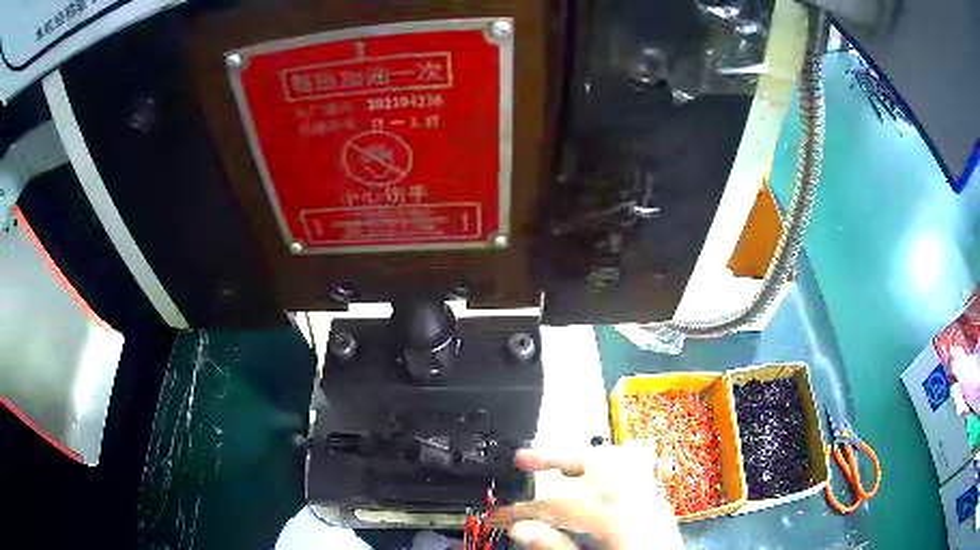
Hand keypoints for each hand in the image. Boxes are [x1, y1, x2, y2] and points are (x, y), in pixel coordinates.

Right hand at [490, 445, 684, 549]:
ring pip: (616, 458)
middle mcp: (637, 500)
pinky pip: (635, 469)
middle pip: (592, 463)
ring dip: (583, 456)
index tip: (499, 514)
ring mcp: (651, 498)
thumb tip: (519, 529)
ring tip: (557, 461)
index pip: (558, 505)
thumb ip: (556, 546)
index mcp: (616, 519)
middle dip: (553, 457)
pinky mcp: (658, 503)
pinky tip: (596, 477)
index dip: (522, 509)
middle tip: (522, 458)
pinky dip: (610, 465)